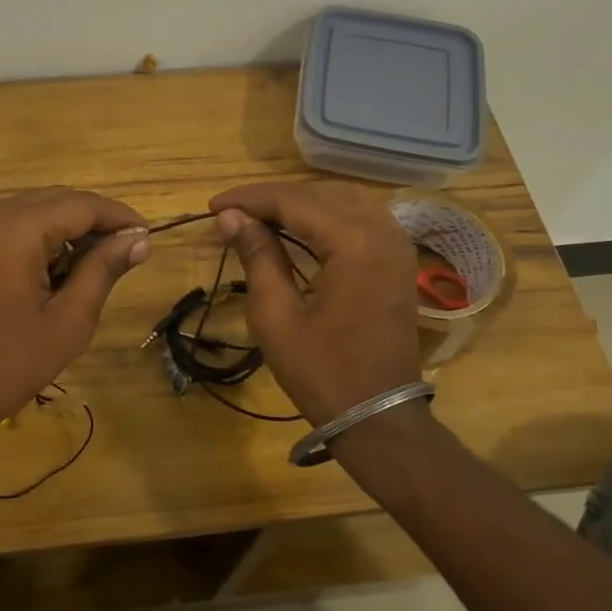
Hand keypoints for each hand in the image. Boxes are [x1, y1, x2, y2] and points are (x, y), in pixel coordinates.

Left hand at [0, 188, 149, 443]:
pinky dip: (38, 238)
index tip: (148, 236)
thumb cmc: (7, 364)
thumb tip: (139, 238)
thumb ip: (104, 270)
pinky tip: (55, 270)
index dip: (120, 217)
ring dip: (67, 230)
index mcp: (17, 227)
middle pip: (57, 201)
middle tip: (127, 252)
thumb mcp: (68, 320)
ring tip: (95, 265)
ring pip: (33, 211)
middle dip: (94, 222)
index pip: (83, 205)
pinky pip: (9, 226)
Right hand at [209, 182, 421, 425]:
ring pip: (342, 200)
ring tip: (259, 219)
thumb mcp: (277, 316)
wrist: (379, 416)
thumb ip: (257, 257)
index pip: (293, 201)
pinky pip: (361, 217)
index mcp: (353, 242)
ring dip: (299, 204)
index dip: (249, 199)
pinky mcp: (399, 259)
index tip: (213, 207)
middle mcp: (382, 230)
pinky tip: (300, 229)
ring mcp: (397, 244)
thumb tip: (232, 217)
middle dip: (271, 200)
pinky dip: (327, 216)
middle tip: (231, 216)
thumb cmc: (322, 372)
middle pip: (319, 194)